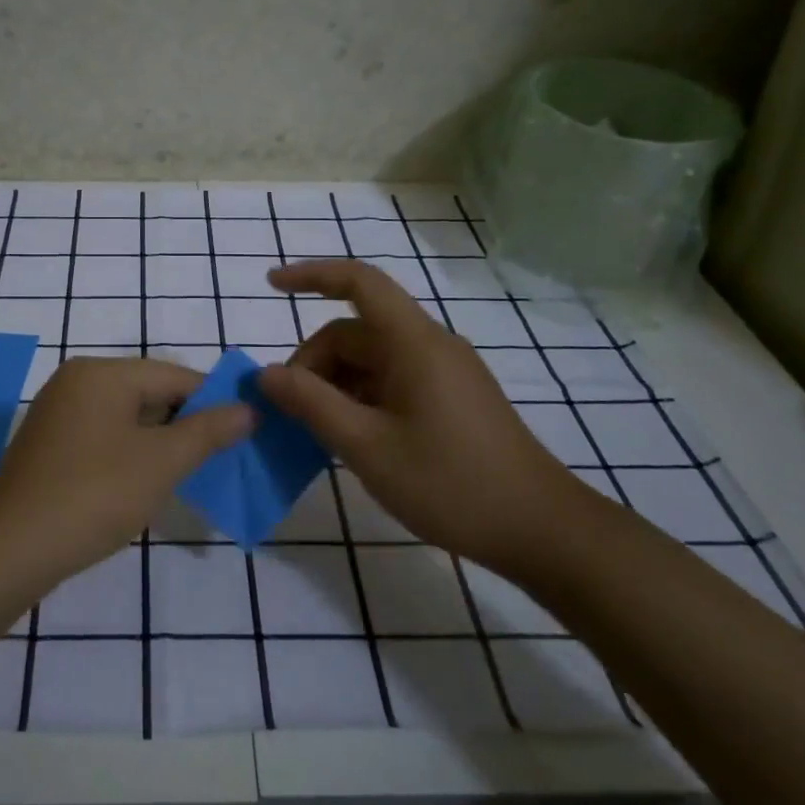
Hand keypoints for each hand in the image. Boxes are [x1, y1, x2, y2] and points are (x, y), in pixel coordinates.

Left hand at [0, 356, 253, 585]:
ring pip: (126, 417)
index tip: (246, 429)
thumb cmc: (94, 494)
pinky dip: (130, 452)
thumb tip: (248, 409)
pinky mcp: (48, 446)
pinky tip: (145, 482)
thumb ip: (207, 431)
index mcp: (101, 373)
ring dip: (160, 441)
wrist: (11, 549)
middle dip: (187, 422)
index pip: (174, 375)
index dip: (214, 400)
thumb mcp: (161, 462)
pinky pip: (103, 437)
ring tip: (190, 471)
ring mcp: (57, 414)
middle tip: (221, 455)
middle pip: (149, 392)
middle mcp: (76, 382)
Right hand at [258, 260, 599, 570]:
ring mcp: (443, 373)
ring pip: (371, 360)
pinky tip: (349, 438)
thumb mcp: (366, 446)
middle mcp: (429, 346)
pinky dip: (360, 398)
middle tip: (289, 412)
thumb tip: (265, 374)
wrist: (539, 528)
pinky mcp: (450, 399)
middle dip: (314, 362)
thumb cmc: (450, 484)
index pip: (359, 282)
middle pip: (356, 331)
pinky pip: (391, 382)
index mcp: (413, 343)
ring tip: (315, 432)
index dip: (311, 275)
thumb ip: (311, 405)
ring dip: (335, 385)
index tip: (271, 285)